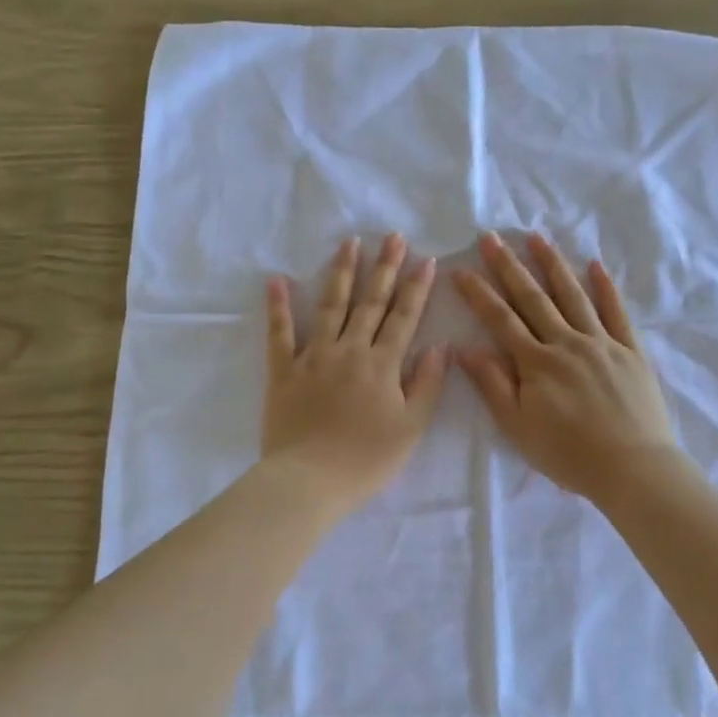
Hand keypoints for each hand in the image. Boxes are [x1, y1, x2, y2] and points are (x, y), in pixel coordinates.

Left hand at [262, 235, 448, 513]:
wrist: (309, 481)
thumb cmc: (367, 460)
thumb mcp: (411, 427)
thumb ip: (428, 384)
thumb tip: (441, 346)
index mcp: (382, 364)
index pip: (404, 317)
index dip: (416, 288)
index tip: (426, 259)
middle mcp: (349, 350)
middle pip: (370, 302)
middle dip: (384, 268)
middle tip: (392, 236)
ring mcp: (313, 357)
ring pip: (330, 306)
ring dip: (342, 273)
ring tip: (349, 243)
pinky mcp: (283, 371)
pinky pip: (279, 334)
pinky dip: (278, 306)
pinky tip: (276, 280)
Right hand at [454, 232, 680, 503]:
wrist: (633, 468)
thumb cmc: (569, 454)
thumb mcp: (518, 427)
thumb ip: (493, 385)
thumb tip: (464, 348)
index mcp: (537, 363)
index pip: (500, 320)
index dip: (479, 294)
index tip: (461, 269)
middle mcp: (567, 343)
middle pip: (533, 298)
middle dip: (509, 267)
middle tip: (491, 238)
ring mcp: (602, 343)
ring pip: (573, 296)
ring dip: (553, 265)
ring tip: (536, 238)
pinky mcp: (631, 351)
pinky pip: (617, 312)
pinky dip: (606, 288)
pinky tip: (595, 265)